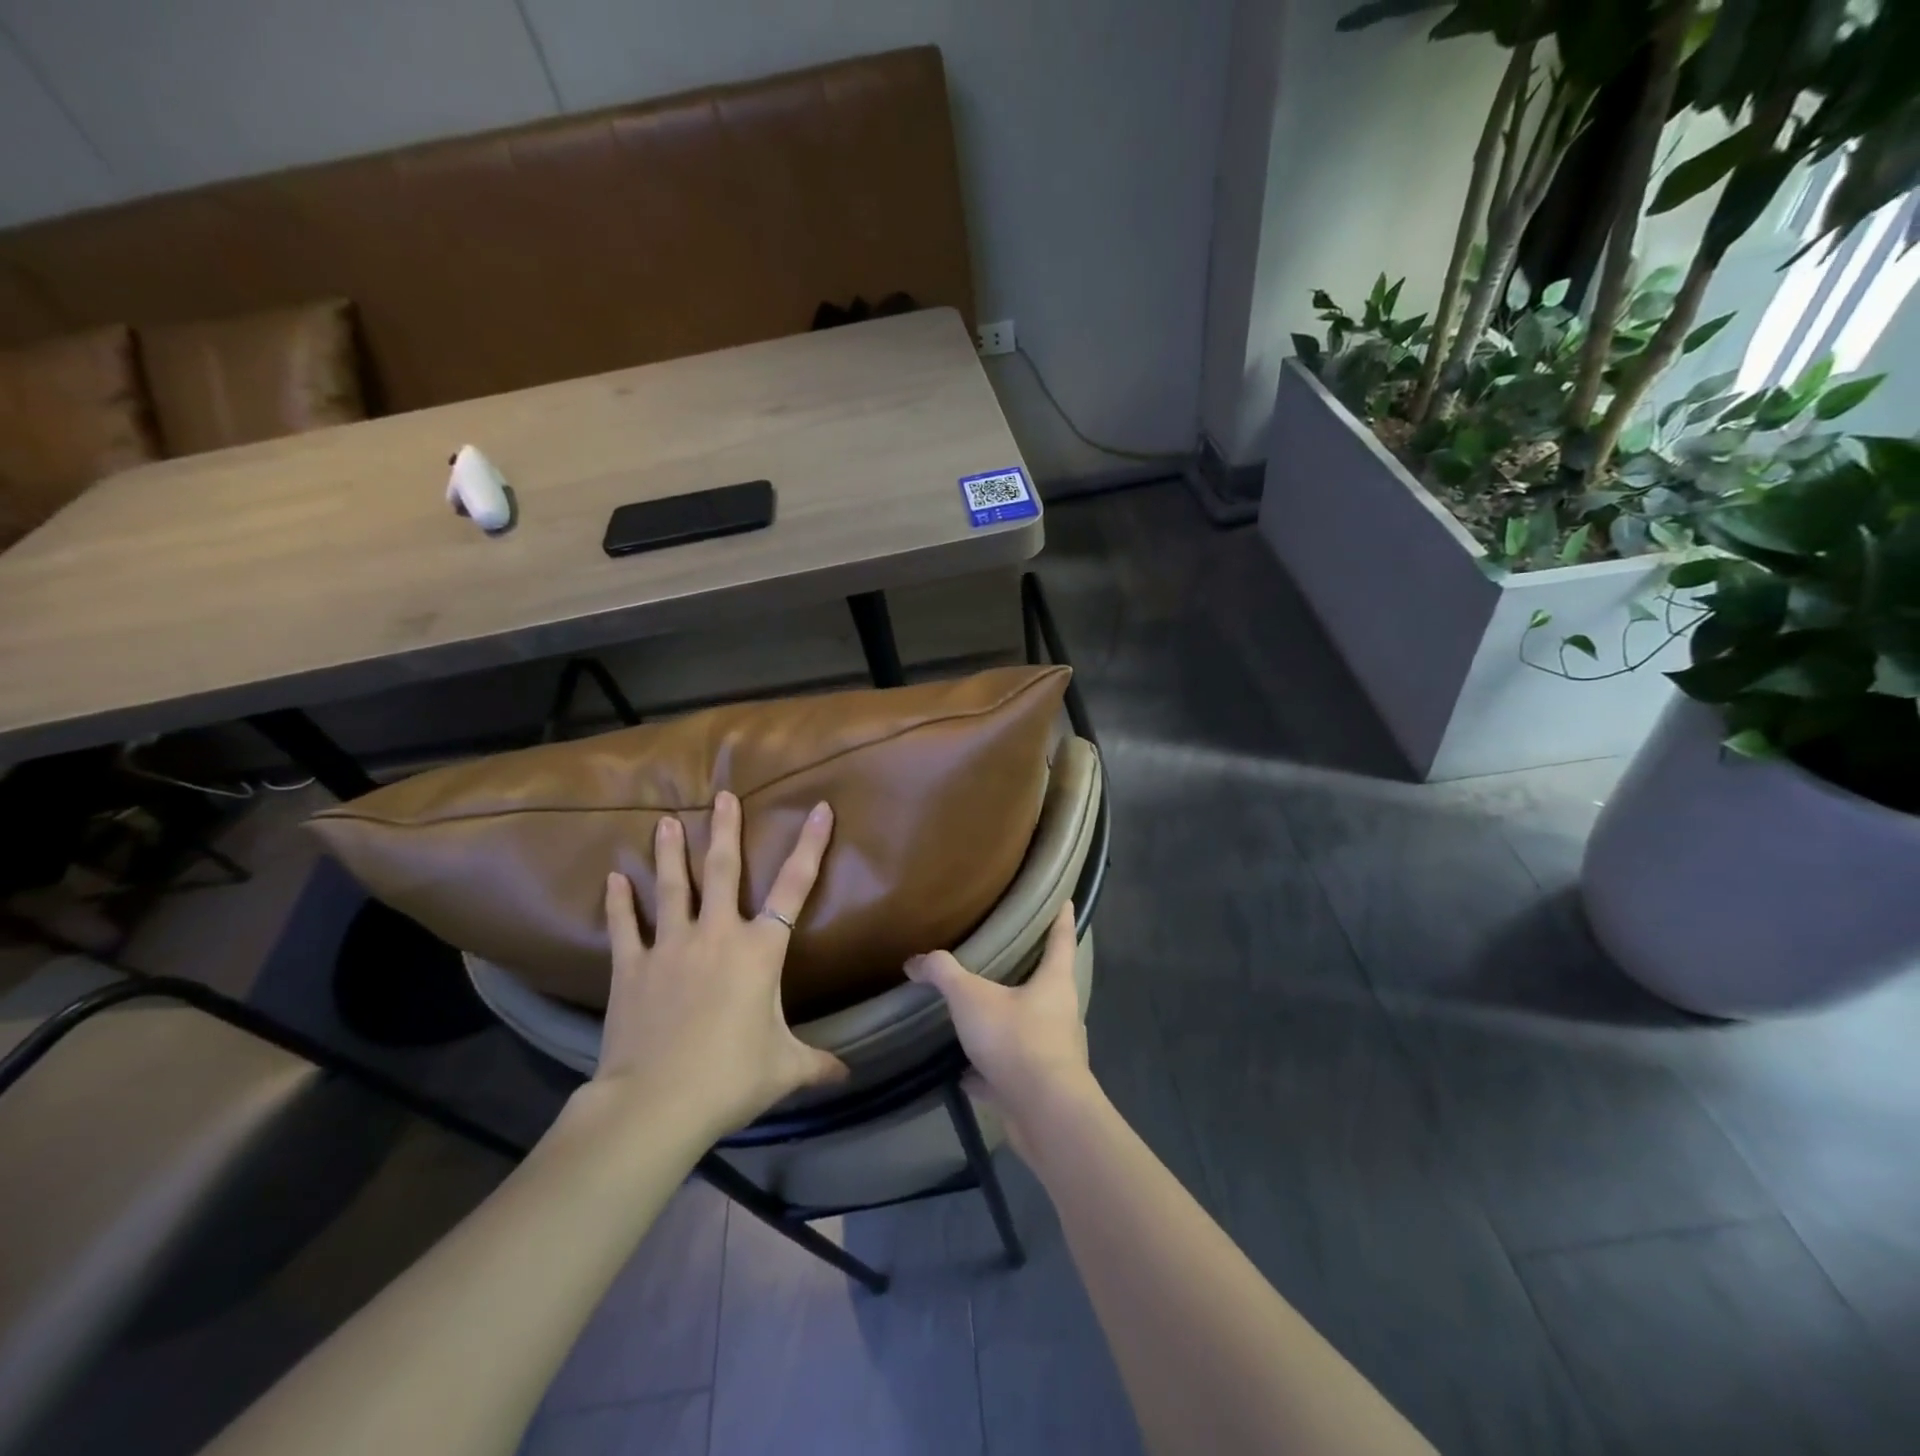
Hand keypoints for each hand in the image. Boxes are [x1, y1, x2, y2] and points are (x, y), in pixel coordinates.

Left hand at [592, 790, 847, 1141]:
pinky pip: (624, 927)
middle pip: (722, 870)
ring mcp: (670, 947)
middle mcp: (716, 935)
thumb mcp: (784, 1070)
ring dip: (669, 853)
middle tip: (722, 795)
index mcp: (759, 950)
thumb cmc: (730, 1078)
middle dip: (724, 830)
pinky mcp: (631, 968)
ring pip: (671, 888)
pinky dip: (618, 903)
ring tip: (664, 821)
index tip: (820, 808)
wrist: (655, 1103)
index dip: (811, 845)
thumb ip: (818, 1065)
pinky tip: (612, 878)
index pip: (795, 887)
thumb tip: (848, 1076)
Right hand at [905, 903, 1095, 1149]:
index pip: (1061, 940)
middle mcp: (1061, 1014)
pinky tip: (966, 1076)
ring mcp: (1053, 1053)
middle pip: (1048, 985)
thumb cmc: (1016, 1039)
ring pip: (1030, 1030)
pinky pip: (1011, 1072)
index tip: (1067, 901)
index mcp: (1054, 983)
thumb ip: (944, 974)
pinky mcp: (1040, 1087)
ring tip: (980, 1019)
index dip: (1062, 919)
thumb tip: (915, 960)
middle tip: (1008, 960)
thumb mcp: (972, 998)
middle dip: (1031, 974)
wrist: (1043, 1113)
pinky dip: (990, 1073)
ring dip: (1007, 1025)